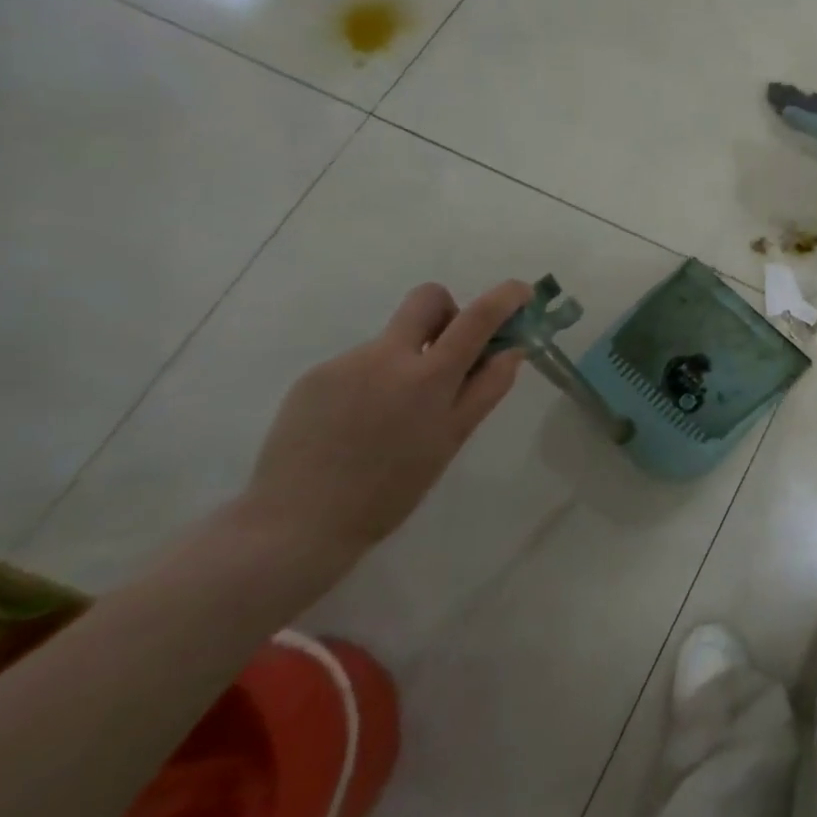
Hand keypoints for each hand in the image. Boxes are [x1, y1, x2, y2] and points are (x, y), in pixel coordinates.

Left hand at [235, 280, 533, 577]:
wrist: (294, 524)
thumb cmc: (391, 489)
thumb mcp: (452, 440)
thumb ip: (487, 388)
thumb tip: (512, 350)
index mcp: (429, 375)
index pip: (478, 316)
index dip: (507, 296)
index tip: (521, 293)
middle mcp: (387, 356)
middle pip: (427, 298)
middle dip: (449, 312)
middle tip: (450, 352)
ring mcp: (345, 363)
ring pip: (392, 339)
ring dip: (408, 359)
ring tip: (392, 415)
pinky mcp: (313, 377)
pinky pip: (360, 363)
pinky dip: (373, 381)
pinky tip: (359, 423)